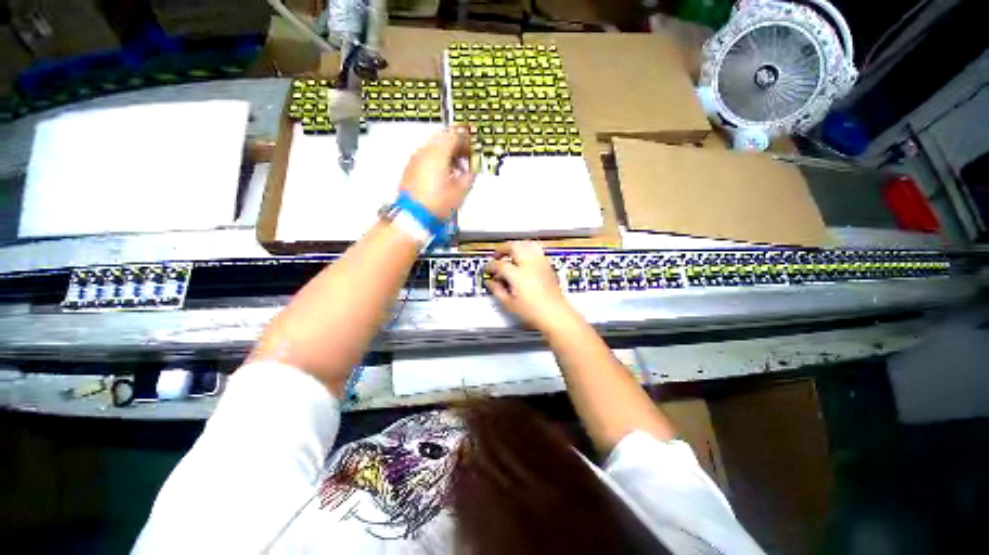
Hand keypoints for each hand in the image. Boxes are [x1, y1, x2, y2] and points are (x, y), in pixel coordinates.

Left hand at [399, 126, 474, 219]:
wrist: (411, 218)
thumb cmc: (433, 204)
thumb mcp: (462, 189)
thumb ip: (470, 172)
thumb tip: (472, 168)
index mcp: (438, 152)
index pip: (456, 135)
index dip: (468, 140)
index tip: (474, 147)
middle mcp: (424, 152)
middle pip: (443, 137)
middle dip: (456, 144)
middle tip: (466, 155)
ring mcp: (414, 160)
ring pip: (433, 146)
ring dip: (446, 152)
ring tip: (456, 168)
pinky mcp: (409, 169)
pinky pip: (425, 157)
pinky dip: (436, 159)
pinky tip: (443, 174)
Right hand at [484, 241, 578, 330]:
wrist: (556, 316)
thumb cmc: (535, 314)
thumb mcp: (510, 305)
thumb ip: (498, 291)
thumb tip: (491, 283)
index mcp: (518, 275)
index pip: (500, 264)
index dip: (490, 266)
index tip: (488, 269)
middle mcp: (530, 266)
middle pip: (514, 247)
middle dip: (503, 249)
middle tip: (497, 255)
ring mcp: (541, 264)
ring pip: (527, 244)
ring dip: (516, 246)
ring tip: (510, 252)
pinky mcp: (548, 266)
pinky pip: (536, 250)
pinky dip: (527, 249)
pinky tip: (524, 257)